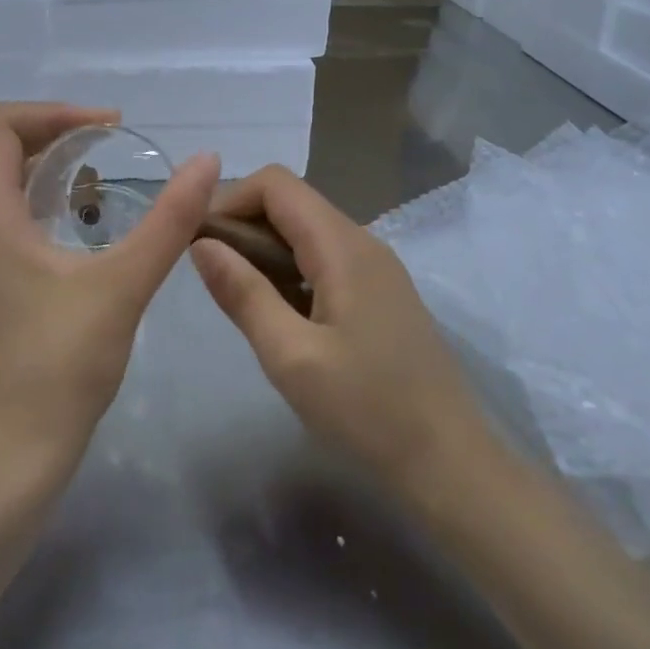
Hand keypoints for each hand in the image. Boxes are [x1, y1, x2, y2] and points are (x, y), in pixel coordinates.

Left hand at [0, 103, 219, 482]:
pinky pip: (7, 219)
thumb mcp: (124, 285)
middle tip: (112, 144)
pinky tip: (84, 229)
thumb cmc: (61, 366)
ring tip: (102, 178)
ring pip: (2, 186)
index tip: (109, 127)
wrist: (11, 455)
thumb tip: (208, 161)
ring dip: (49, 168)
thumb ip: (169, 220)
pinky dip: (43, 203)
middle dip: (56, 133)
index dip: (54, 111)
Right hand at [191, 166, 488, 499]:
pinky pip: (324, 259)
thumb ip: (244, 294)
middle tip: (211, 276)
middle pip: (291, 203)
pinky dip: (289, 269)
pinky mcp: (380, 294)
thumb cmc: (368, 411)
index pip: (276, 184)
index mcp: (343, 246)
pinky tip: (278, 313)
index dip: (229, 200)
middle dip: (242, 225)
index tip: (198, 244)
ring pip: (306, 231)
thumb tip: (201, 244)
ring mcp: (376, 268)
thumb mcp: (292, 357)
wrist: (451, 464)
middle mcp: (362, 241)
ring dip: (264, 250)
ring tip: (237, 297)